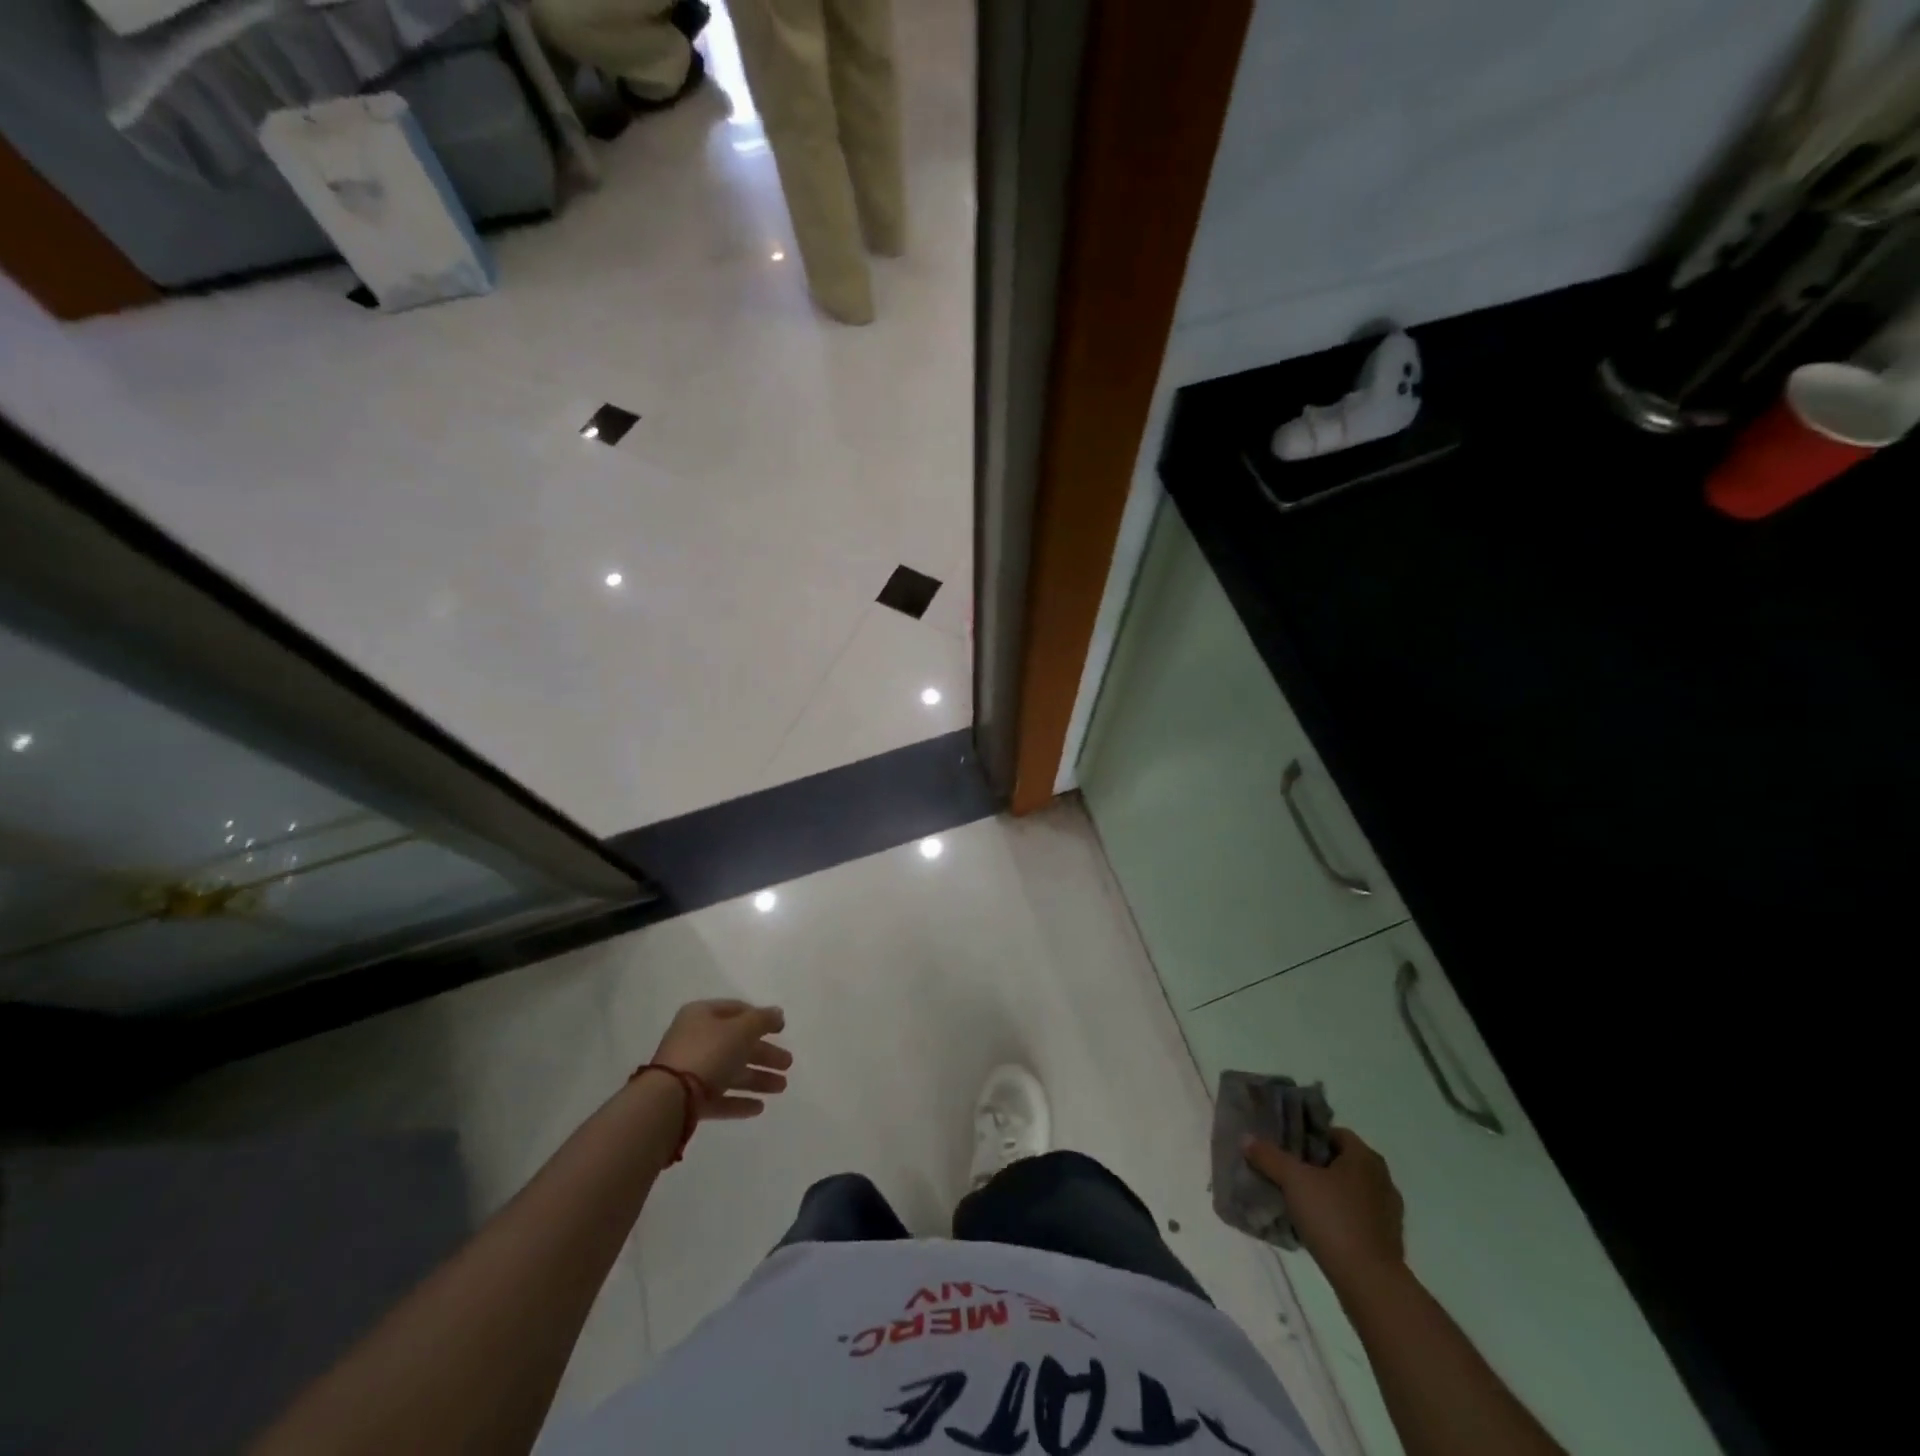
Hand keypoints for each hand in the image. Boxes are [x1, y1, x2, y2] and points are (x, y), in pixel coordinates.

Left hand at [651, 999, 791, 1119]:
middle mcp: (695, 1040)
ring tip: (782, 1087)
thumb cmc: (708, 1053)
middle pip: (737, 1044)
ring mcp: (690, 1071)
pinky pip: (719, 1097)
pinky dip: (739, 1101)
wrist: (669, 1100)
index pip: (736, 1010)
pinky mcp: (689, 1100)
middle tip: (788, 1063)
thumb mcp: (741, 1030)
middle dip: (764, 1054)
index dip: (760, 1017)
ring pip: (730, 1072)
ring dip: (757, 1078)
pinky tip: (760, 1107)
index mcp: (702, 1015)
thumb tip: (777, 1013)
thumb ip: (762, 1020)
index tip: (781, 1030)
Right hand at [1245, 1126, 1404, 1280]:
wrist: (1370, 1284)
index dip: (1308, 1136)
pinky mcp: (1387, 1241)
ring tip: (1299, 1201)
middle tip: (1288, 1173)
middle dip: (1315, 1166)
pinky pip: (1357, 1217)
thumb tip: (1247, 1139)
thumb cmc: (1333, 1219)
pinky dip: (1339, 1217)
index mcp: (1364, 1158)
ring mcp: (1388, 1212)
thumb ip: (1269, 1157)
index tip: (1286, 1148)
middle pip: (1340, 1162)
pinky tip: (1319, 1228)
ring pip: (1349, 1191)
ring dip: (1327, 1193)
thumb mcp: (1293, 1181)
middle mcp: (1382, 1179)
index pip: (1333, 1133)